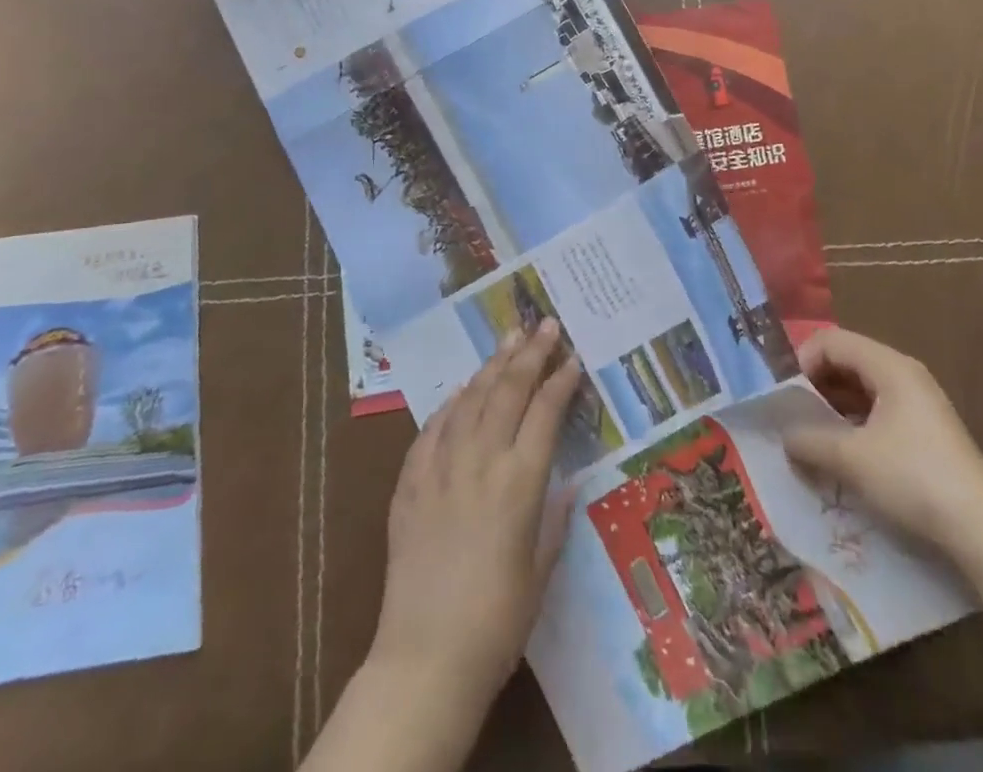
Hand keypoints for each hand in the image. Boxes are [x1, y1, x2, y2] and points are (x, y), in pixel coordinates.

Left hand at [368, 319, 582, 719]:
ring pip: (470, 400)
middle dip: (530, 354)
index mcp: (519, 482)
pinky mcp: (410, 483)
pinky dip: (449, 404)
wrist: (425, 657)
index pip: (544, 413)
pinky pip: (432, 429)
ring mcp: (441, 468)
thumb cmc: (498, 621)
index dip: (560, 381)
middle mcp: (481, 462)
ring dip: (491, 366)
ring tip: (508, 339)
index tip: (572, 358)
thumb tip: (568, 480)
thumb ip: (555, 517)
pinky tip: (460, 389)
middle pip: (508, 392)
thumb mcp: (541, 569)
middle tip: (545, 324)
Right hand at [783, 327, 982, 554]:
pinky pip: (876, 413)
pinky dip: (853, 426)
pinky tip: (841, 457)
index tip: (784, 397)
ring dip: (832, 409)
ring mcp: (917, 404)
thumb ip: (809, 441)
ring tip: (810, 439)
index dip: (802, 361)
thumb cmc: (913, 478)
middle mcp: (904, 375)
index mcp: (889, 366)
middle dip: (814, 386)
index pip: (832, 341)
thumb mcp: (851, 458)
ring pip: (861, 390)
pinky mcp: (924, 433)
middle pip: (846, 362)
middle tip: (791, 417)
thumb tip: (784, 437)